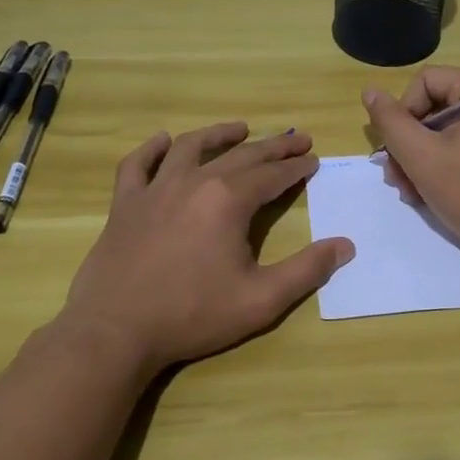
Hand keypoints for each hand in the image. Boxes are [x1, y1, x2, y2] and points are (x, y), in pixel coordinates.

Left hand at [54, 124, 354, 376]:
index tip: (313, 159)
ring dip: (220, 134)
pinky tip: (164, 141)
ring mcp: (154, 190)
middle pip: (240, 156)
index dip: (296, 167)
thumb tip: (345, 246)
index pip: (272, 175)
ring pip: (191, 148)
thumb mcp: (261, 300)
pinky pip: (137, 165)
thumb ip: (307, 270)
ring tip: (241, 128)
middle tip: (297, 138)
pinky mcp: (124, 205)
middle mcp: (193, 182)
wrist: (114, 332)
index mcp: (228, 201)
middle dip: (273, 146)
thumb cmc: (192, 315)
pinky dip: (152, 149)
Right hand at [363, 67, 459, 275]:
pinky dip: (444, 166)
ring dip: (420, 159)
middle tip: (395, 178)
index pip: (427, 80)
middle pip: (436, 106)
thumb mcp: (422, 157)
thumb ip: (391, 122)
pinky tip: (428, 194)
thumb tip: (370, 91)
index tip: (396, 150)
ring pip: (448, 131)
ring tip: (409, 192)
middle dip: (409, 143)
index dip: (403, 112)